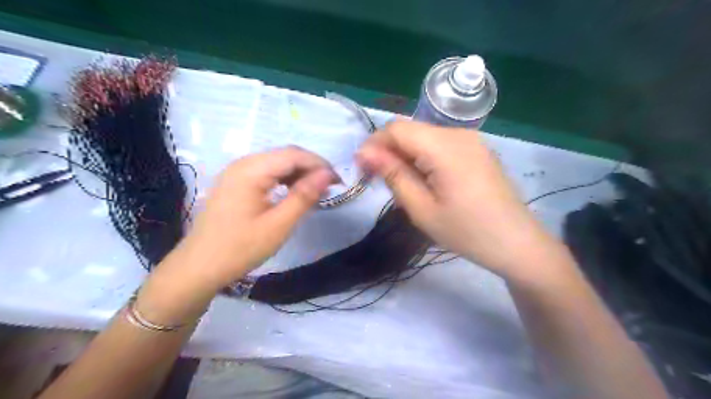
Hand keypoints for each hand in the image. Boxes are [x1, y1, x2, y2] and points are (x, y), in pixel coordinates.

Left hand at [172, 146, 338, 292]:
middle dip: (311, 168)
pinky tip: (294, 193)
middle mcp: (243, 163)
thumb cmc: (240, 248)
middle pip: (285, 155)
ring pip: (277, 162)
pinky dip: (284, 179)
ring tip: (316, 192)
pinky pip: (266, 172)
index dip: (320, 164)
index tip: (339, 182)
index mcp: (251, 170)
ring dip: (299, 173)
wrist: (199, 267)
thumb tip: (327, 174)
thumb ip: (304, 196)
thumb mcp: (278, 225)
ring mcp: (237, 172)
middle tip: (330, 188)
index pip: (294, 155)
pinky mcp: (235, 182)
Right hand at [359, 119, 563, 278]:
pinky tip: (425, 181)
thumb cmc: (467, 232)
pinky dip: (423, 157)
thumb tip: (365, 152)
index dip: (374, 144)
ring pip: (423, 136)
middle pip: (410, 130)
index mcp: (444, 146)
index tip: (363, 169)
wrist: (516, 243)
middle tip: (379, 181)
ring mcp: (471, 140)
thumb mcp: (422, 208)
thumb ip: (393, 175)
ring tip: (403, 185)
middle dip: (388, 150)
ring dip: (405, 155)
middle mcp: (458, 133)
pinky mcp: (477, 149)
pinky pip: (440, 144)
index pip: (396, 128)